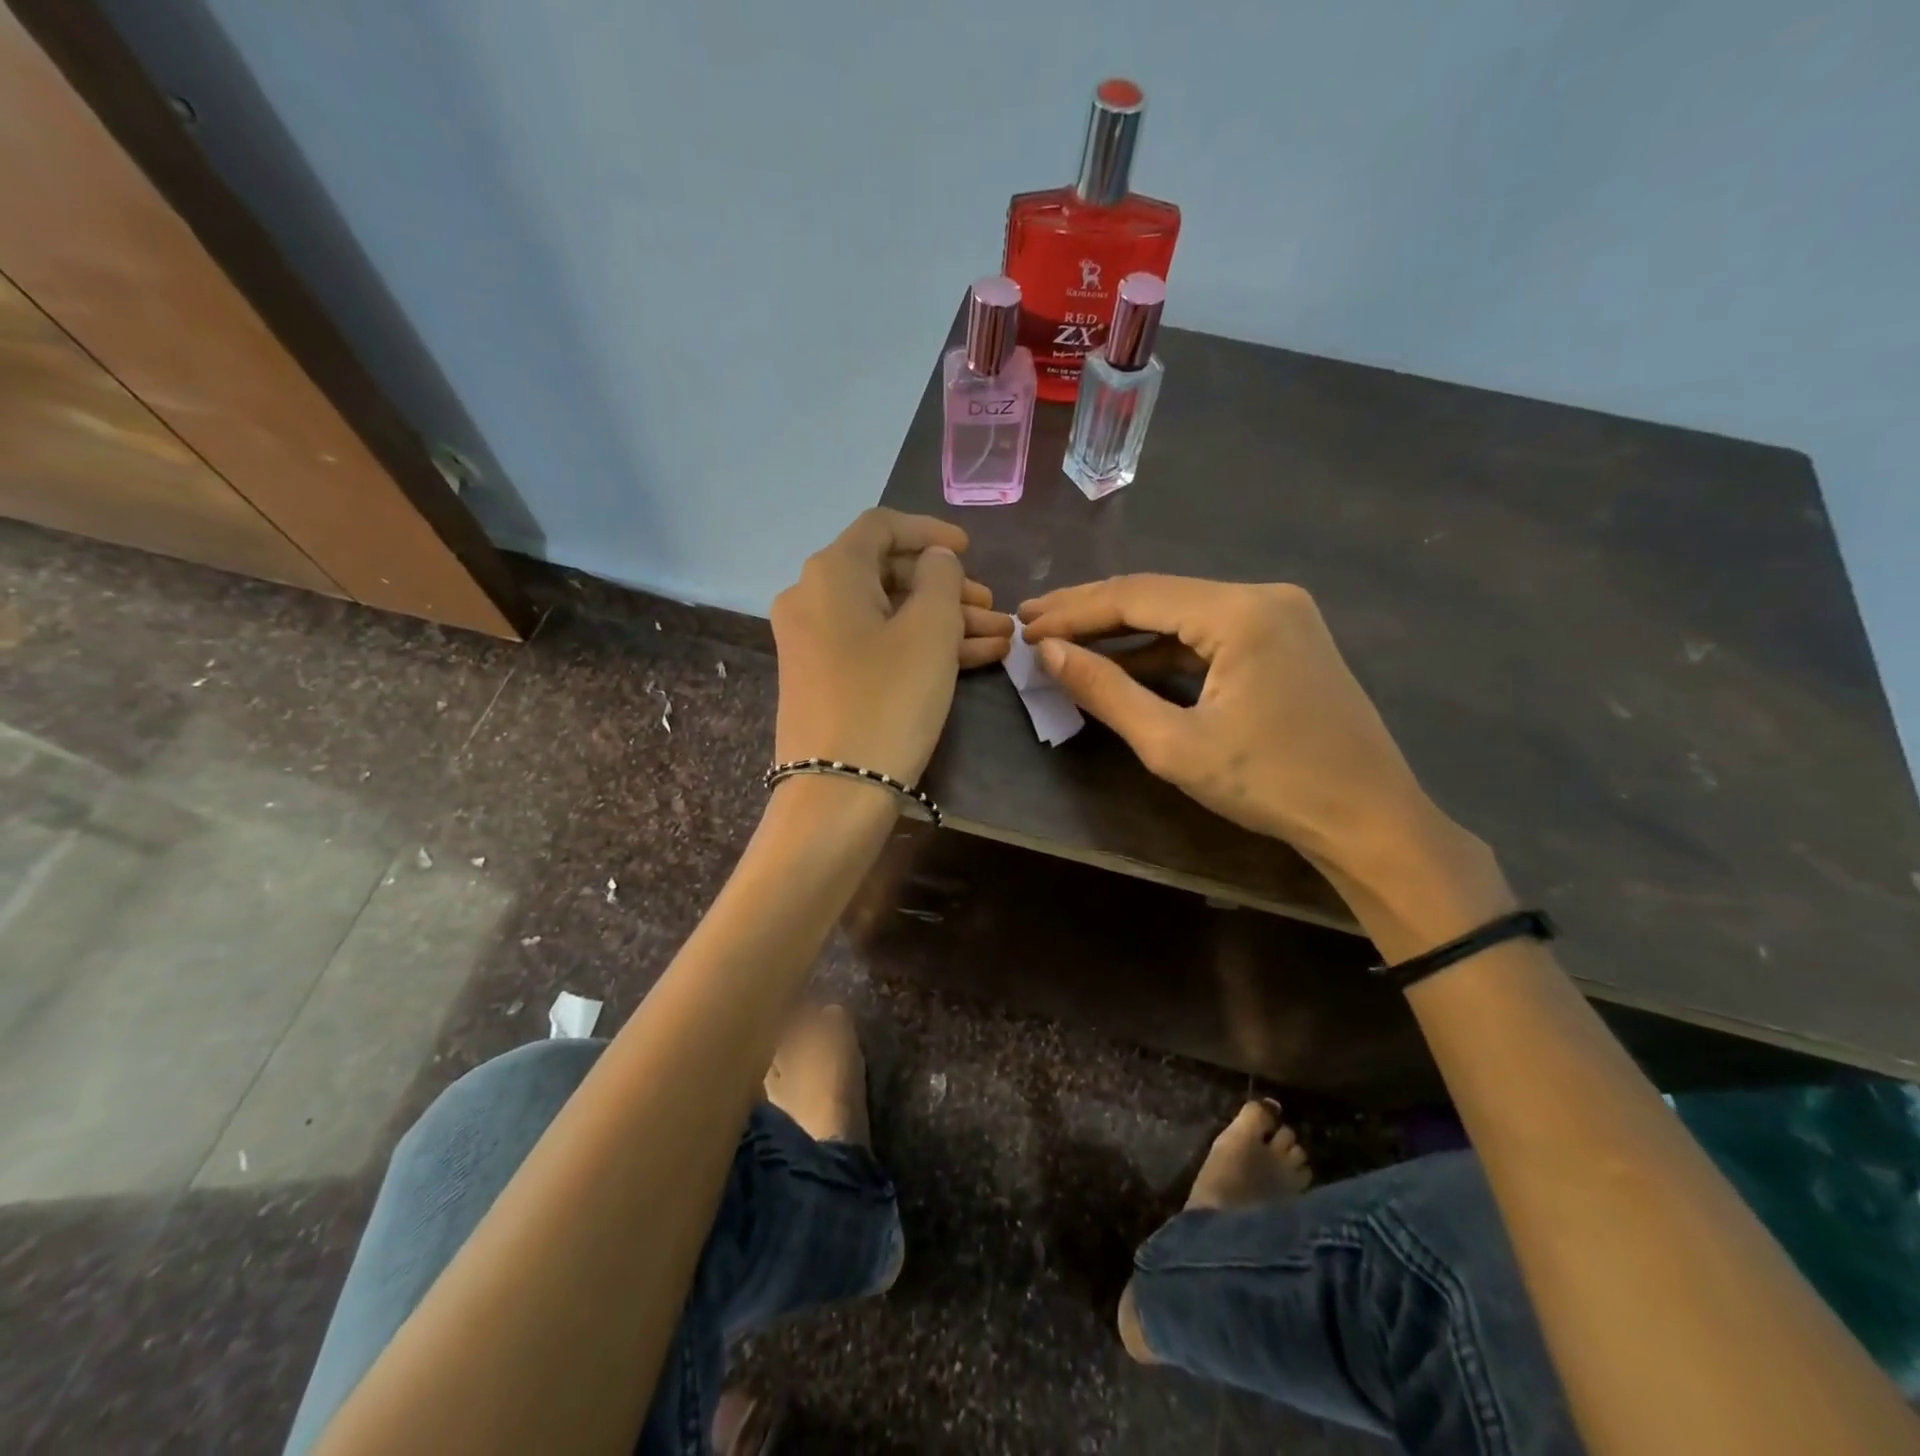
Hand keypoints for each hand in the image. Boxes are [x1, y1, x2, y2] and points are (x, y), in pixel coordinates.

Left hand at [771, 509, 1011, 784]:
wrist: (836, 792)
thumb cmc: (888, 699)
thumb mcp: (930, 630)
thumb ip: (941, 579)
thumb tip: (935, 559)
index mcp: (830, 572)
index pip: (882, 526)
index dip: (930, 531)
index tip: (970, 549)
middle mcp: (812, 598)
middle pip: (888, 575)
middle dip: (947, 589)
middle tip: (993, 608)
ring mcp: (814, 642)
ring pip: (888, 615)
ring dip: (944, 623)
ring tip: (999, 639)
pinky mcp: (824, 679)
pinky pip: (876, 646)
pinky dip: (919, 647)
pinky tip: (976, 659)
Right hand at [1019, 575, 1432, 872]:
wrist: (1369, 820)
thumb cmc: (1270, 786)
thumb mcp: (1173, 744)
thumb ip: (1105, 691)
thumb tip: (1049, 653)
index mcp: (1240, 612)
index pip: (1135, 595)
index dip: (1073, 612)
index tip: (1024, 627)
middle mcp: (1263, 595)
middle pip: (1158, 594)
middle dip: (1091, 612)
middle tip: (1032, 621)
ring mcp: (1279, 614)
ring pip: (1182, 613)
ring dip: (1124, 630)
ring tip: (1065, 640)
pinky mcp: (1284, 638)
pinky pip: (1208, 633)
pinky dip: (1162, 648)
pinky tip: (1124, 662)